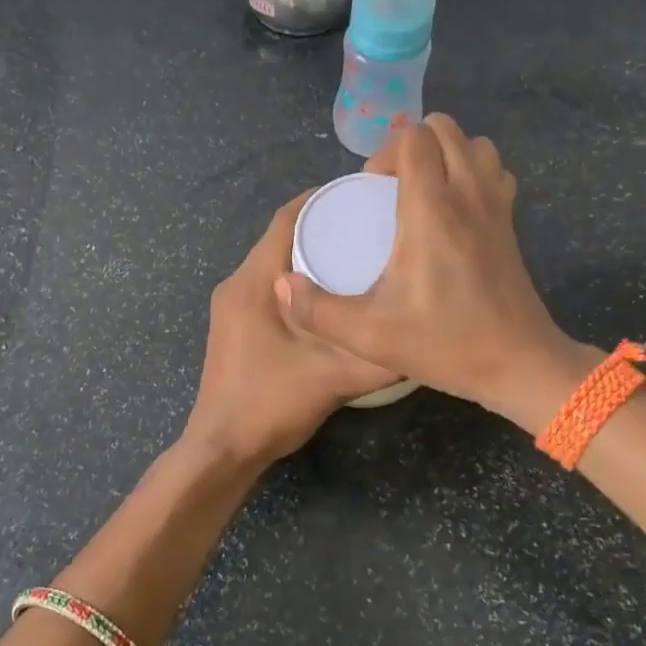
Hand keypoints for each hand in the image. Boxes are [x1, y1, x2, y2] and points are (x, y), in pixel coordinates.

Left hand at [182, 193, 399, 469]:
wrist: (222, 449)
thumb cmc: (270, 404)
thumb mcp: (334, 379)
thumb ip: (379, 358)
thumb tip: (424, 336)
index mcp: (253, 282)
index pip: (286, 219)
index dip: (323, 200)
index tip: (364, 196)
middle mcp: (236, 284)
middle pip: (281, 237)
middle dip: (323, 225)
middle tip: (370, 225)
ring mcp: (231, 305)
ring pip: (274, 262)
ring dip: (309, 253)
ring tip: (357, 254)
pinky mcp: (234, 325)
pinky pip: (269, 285)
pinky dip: (298, 279)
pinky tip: (330, 295)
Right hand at [275, 114, 584, 422]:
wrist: (519, 364)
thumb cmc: (445, 344)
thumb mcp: (369, 335)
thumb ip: (317, 310)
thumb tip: (282, 284)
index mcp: (431, 210)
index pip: (415, 138)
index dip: (386, 153)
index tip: (373, 190)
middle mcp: (467, 194)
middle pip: (445, 129)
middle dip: (412, 145)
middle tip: (392, 188)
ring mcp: (496, 205)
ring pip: (475, 144)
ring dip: (446, 154)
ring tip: (424, 192)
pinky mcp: (511, 222)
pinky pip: (494, 170)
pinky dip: (474, 172)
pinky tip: (455, 209)